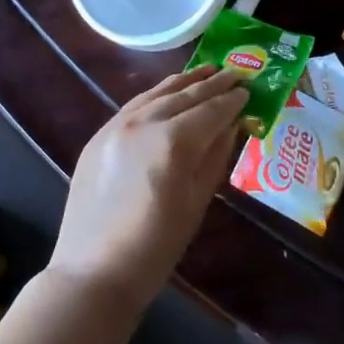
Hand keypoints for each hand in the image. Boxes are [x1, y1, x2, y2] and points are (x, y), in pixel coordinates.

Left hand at [49, 66, 247, 314]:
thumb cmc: (156, 248)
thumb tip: (232, 125)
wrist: (94, 272)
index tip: (249, 90)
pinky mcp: (99, 134)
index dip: (232, 101)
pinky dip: (157, 94)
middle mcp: (143, 122)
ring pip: (157, 93)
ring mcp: (116, 125)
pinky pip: (135, 104)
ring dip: (185, 82)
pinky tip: (169, 91)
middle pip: (184, 95)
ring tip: (207, 70)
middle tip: (236, 73)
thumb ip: (215, 156)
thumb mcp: (196, 202)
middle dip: (213, 84)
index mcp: (172, 142)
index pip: (210, 111)